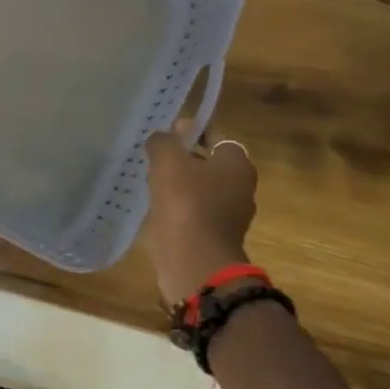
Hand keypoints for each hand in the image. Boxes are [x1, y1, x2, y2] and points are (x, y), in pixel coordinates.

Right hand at [140, 123, 258, 306]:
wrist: (193, 257)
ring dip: (178, 182)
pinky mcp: (211, 234)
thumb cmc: (186, 200)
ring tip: (150, 177)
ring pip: (199, 188)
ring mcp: (227, 214)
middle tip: (155, 154)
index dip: (193, 131)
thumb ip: (164, 141)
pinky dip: (176, 204)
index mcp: (237, 165)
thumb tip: (163, 137)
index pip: (217, 137)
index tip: (168, 132)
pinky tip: (154, 201)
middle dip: (183, 157)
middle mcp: (239, 188)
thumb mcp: (168, 159)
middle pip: (208, 162)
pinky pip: (192, 210)